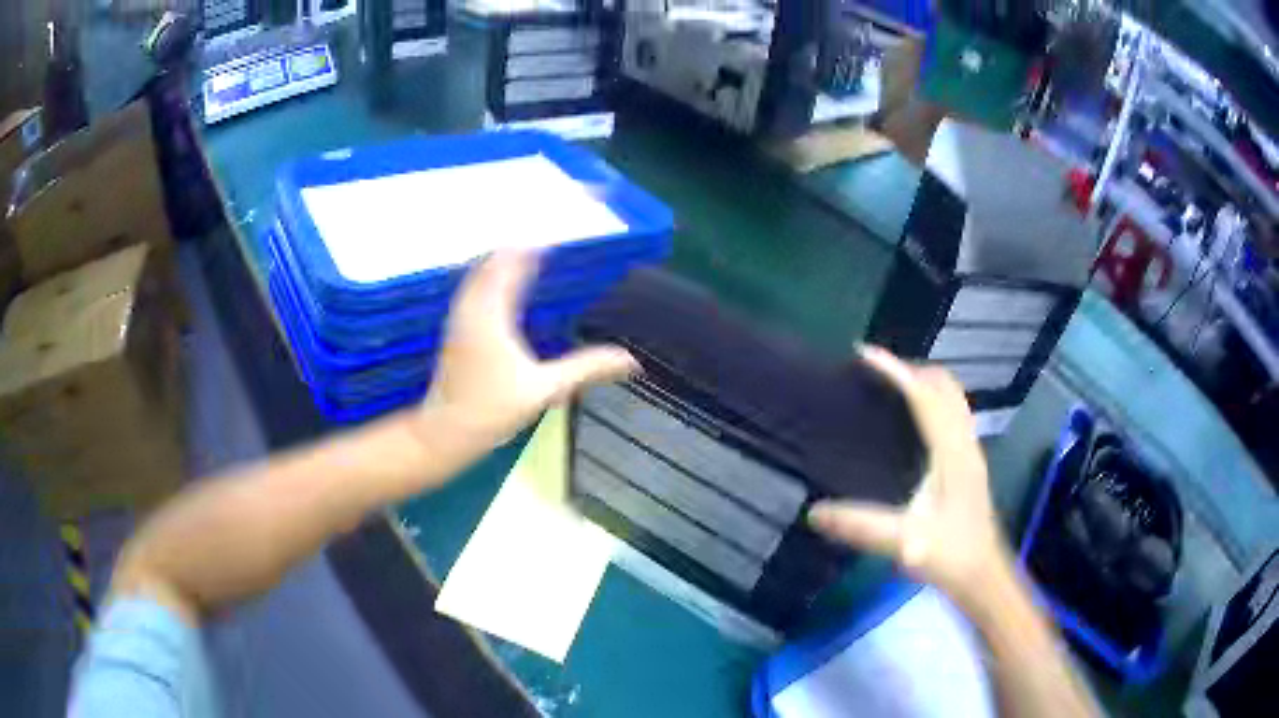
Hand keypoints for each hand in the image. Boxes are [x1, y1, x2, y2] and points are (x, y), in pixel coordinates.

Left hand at [421, 250, 638, 447]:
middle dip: (516, 249)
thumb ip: (586, 369)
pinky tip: (501, 287)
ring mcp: (459, 317)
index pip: (512, 264)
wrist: (446, 430)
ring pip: (477, 273)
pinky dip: (488, 277)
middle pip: (491, 261)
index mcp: (492, 314)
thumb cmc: (492, 409)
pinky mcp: (454, 329)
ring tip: (526, 256)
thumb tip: (630, 359)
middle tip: (544, 243)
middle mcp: (471, 307)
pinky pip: (471, 288)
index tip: (555, 239)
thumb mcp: (545, 389)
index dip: (532, 248)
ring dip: (500, 261)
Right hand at [808, 346, 1007, 602]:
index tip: (864, 354)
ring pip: (952, 396)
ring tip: (890, 386)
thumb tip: (814, 511)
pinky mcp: (968, 461)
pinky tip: (912, 420)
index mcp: (951, 453)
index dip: (895, 371)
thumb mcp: (905, 543)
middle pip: (944, 385)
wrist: (983, 574)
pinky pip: (952, 412)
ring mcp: (970, 450)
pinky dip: (931, 399)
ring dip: (923, 381)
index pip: (924, 397)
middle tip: (875, 371)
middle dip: (910, 368)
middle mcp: (964, 442)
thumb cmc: (950, 555)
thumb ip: (862, 527)